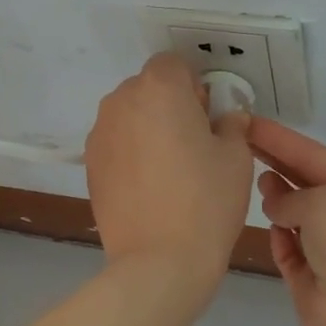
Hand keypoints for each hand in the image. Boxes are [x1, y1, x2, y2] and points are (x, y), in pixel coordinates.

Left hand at [86, 54, 253, 284]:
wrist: (158, 261)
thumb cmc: (205, 200)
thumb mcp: (236, 157)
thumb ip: (231, 124)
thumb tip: (226, 118)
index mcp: (159, 88)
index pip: (174, 64)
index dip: (194, 86)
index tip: (207, 118)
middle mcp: (121, 101)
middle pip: (148, 87)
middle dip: (170, 105)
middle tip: (193, 144)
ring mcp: (100, 133)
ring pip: (130, 115)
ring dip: (148, 128)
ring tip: (170, 170)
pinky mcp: (89, 164)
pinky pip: (116, 143)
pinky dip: (131, 153)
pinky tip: (149, 187)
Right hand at [249, 118, 325, 325]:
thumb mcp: (321, 200)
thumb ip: (289, 196)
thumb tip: (276, 207)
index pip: (313, 154)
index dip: (280, 139)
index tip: (249, 122)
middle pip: (304, 183)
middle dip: (276, 165)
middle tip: (239, 145)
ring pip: (295, 217)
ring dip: (278, 202)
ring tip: (257, 186)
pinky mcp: (312, 278)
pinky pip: (289, 250)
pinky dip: (280, 240)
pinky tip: (270, 229)